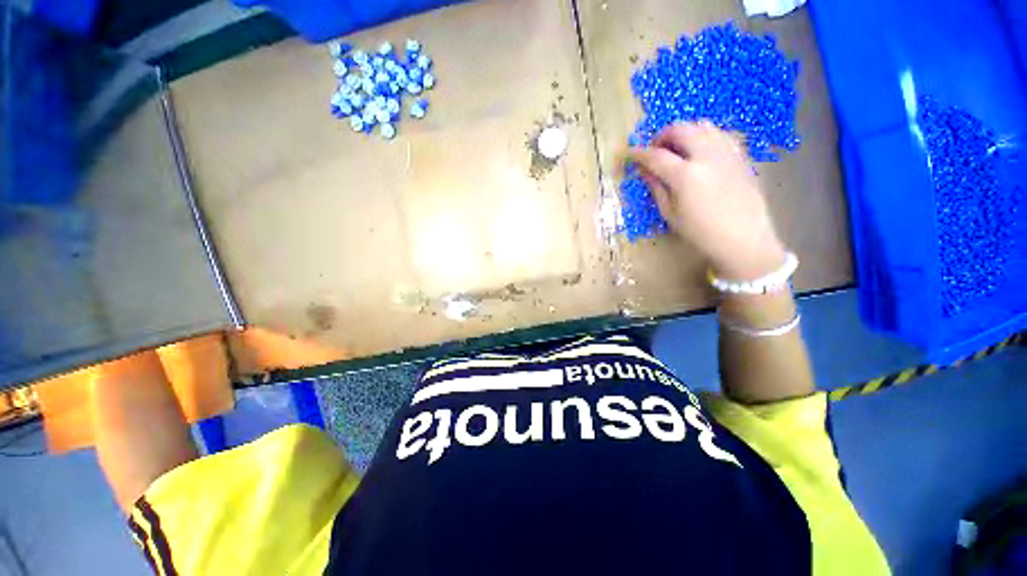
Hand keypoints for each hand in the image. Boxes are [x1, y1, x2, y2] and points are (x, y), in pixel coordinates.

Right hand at [627, 122, 785, 279]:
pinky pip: (718, 133)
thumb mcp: (670, 213)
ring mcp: (726, 152)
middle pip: (680, 129)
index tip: (628, 154)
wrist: (743, 237)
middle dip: (662, 136)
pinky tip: (698, 152)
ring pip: (701, 125)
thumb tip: (644, 170)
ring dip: (683, 132)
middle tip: (654, 151)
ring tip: (676, 149)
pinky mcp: (739, 154)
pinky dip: (703, 136)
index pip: (656, 156)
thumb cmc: (700, 231)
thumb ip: (656, 188)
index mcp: (686, 175)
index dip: (638, 153)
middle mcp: (706, 156)